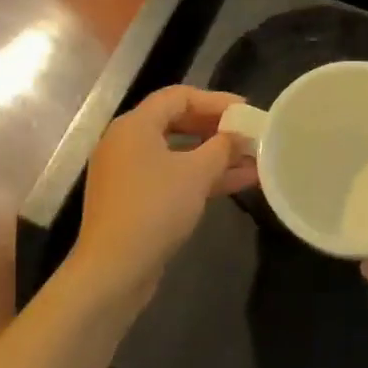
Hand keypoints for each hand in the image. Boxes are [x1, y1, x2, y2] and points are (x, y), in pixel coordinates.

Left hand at [73, 86, 257, 300]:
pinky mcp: (135, 200)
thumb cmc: (155, 208)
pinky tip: (239, 182)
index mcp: (135, 125)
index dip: (215, 100)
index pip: (178, 96)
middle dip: (217, 128)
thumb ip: (222, 147)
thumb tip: (238, 135)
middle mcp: (127, 143)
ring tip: (253, 159)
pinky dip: (201, 176)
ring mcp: (129, 173)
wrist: (114, 270)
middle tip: (248, 133)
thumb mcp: (197, 172)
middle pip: (178, 122)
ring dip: (215, 155)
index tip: (245, 110)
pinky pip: (172, 176)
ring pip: (178, 153)